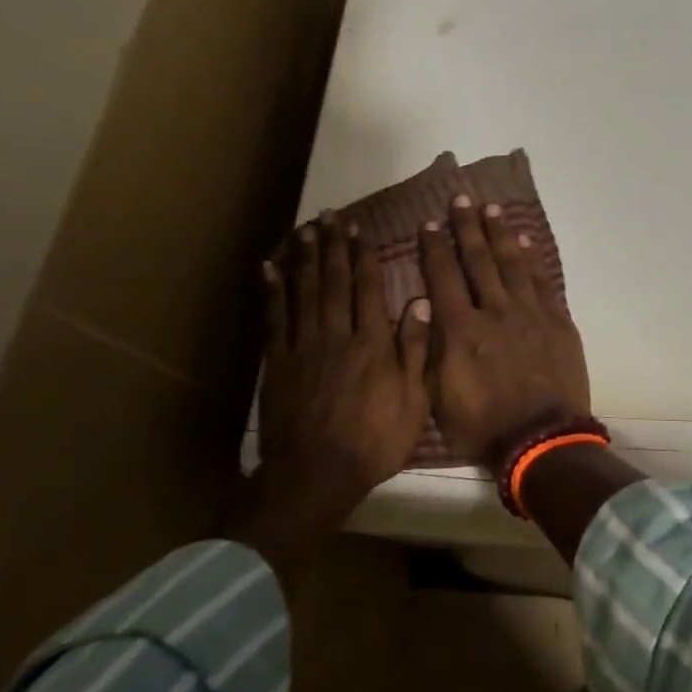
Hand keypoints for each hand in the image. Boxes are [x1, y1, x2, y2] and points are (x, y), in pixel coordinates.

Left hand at [237, 214, 430, 581]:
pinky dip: (272, 290)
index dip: (362, 256)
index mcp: (372, 343)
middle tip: (328, 217)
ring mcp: (302, 346)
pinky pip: (274, 318)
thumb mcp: (412, 400)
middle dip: (332, 247)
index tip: (358, 231)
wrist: (315, 475)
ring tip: (304, 230)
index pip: (367, 288)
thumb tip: (421, 301)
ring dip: (304, 258)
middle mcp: (336, 334)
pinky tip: (270, 269)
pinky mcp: (276, 362)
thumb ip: (415, 349)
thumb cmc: (374, 441)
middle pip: (333, 281)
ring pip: (303, 292)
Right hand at [419, 195, 590, 472]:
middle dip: (467, 228)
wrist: (541, 440)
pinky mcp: (557, 321)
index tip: (429, 224)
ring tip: (492, 209)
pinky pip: (543, 282)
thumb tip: (425, 310)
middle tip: (460, 199)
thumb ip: (430, 350)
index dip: (434, 249)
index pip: (443, 278)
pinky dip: (533, 260)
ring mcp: (529, 314)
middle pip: (478, 261)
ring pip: (512, 264)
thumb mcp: (439, 396)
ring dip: (500, 235)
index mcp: (461, 330)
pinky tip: (526, 242)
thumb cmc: (483, 426)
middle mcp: (494, 311)